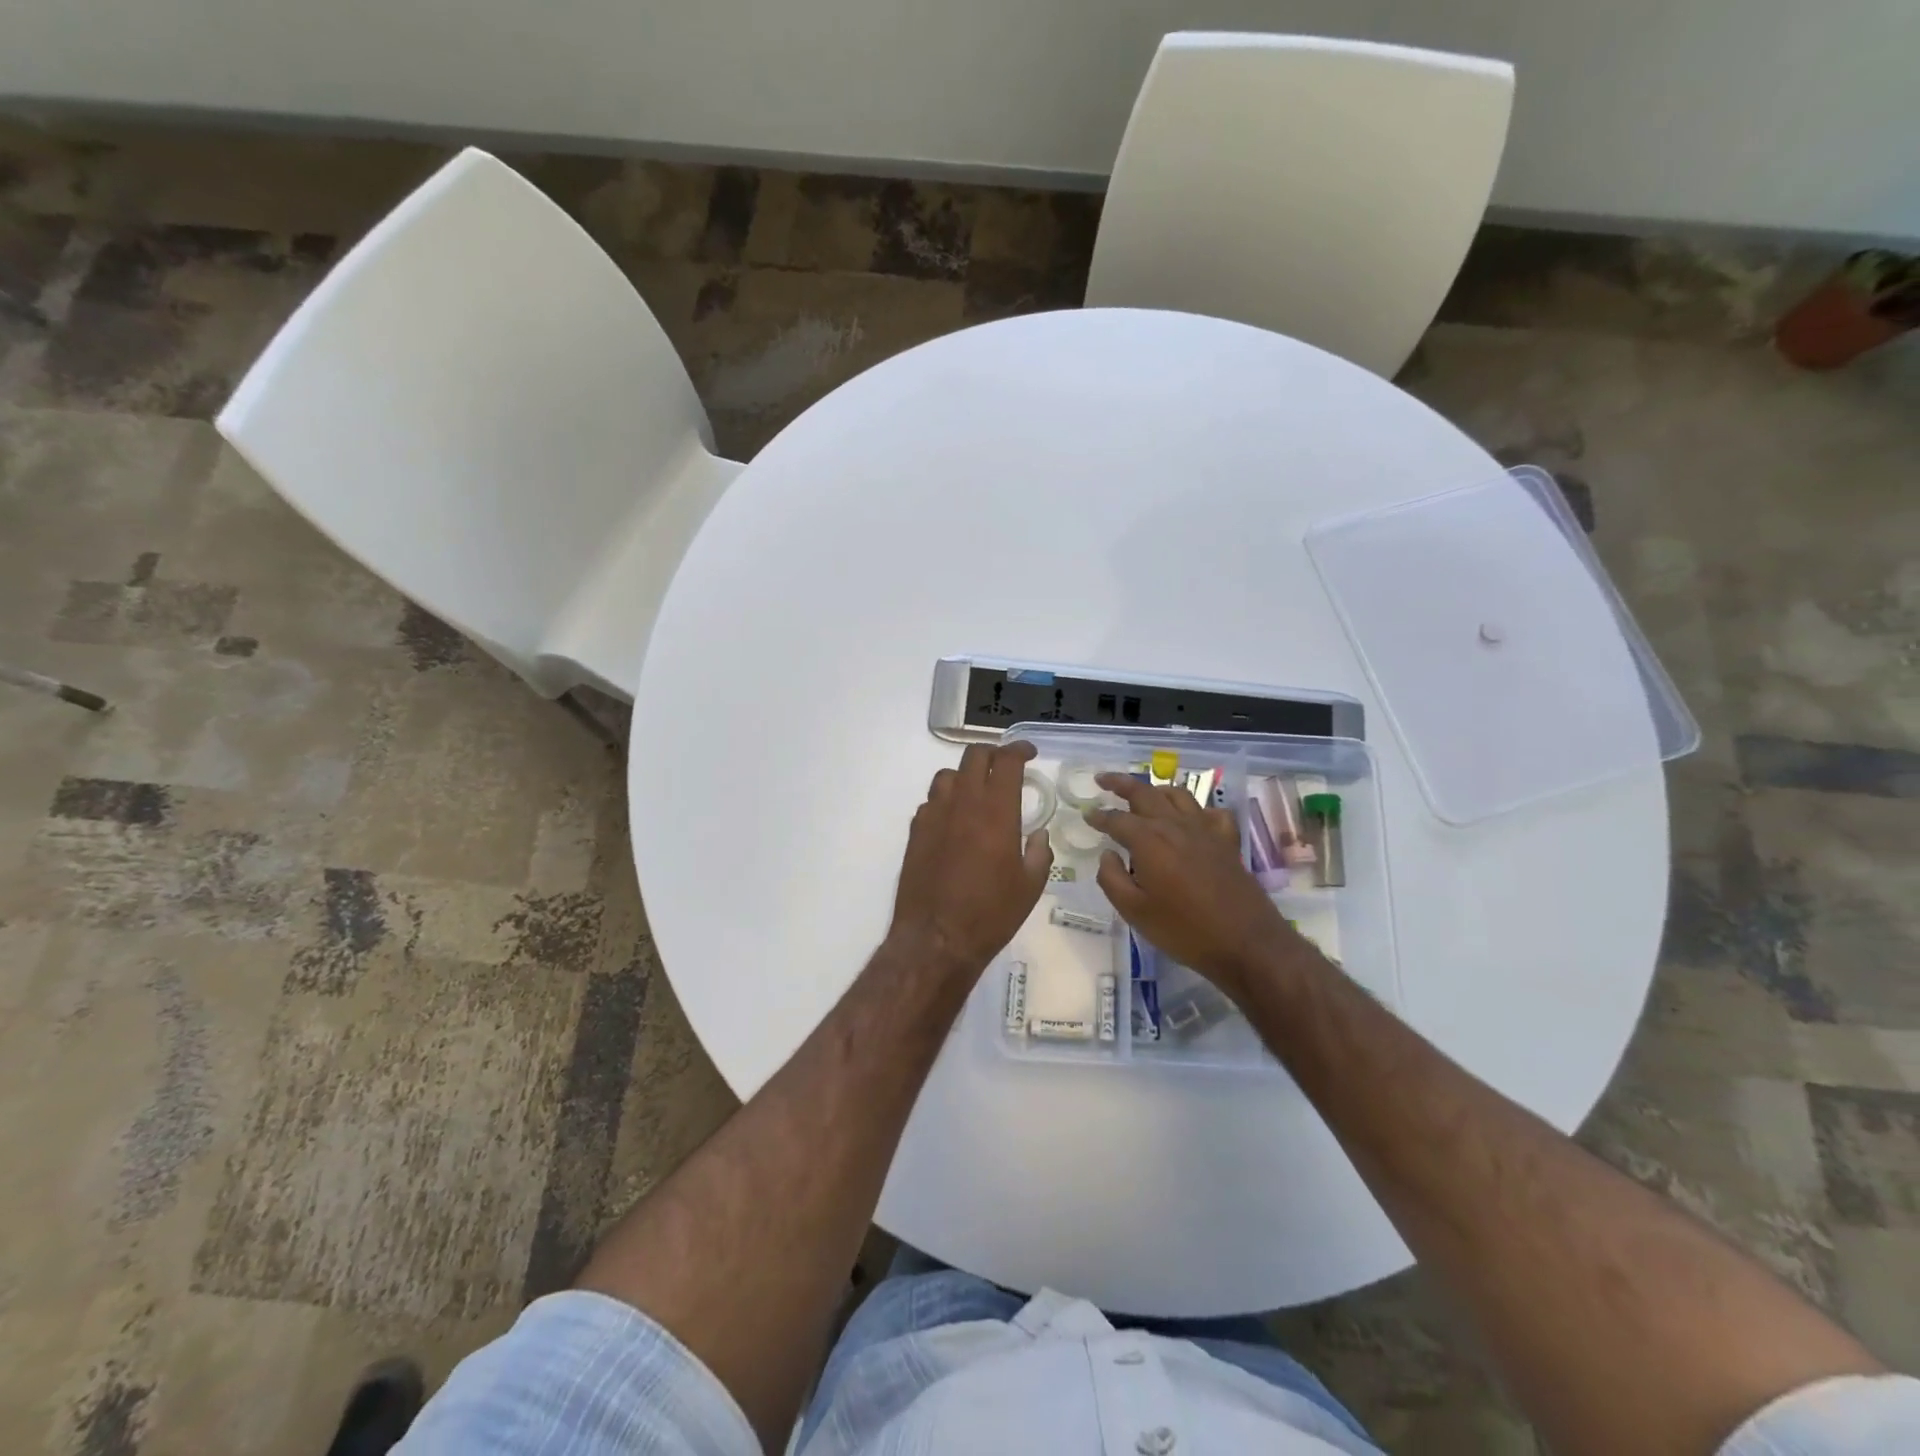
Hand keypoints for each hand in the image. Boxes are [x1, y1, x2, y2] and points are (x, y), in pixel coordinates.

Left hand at [890, 741, 1052, 977]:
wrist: (936, 939)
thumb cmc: (991, 914)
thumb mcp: (1030, 886)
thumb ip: (1039, 853)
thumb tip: (1038, 834)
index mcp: (996, 811)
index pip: (1007, 762)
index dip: (1020, 750)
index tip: (1029, 753)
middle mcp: (963, 804)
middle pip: (974, 757)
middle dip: (993, 754)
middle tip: (1005, 766)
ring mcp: (934, 815)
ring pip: (948, 776)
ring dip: (966, 776)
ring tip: (978, 792)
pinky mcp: (915, 832)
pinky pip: (931, 802)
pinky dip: (946, 801)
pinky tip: (954, 821)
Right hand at [1086, 775, 1311, 999]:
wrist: (1245, 943)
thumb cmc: (1183, 930)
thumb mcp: (1134, 911)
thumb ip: (1112, 879)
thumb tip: (1107, 855)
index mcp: (1148, 840)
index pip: (1117, 819)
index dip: (1099, 816)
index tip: (1087, 814)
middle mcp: (1175, 826)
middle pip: (1145, 794)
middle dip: (1121, 783)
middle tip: (1104, 779)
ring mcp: (1205, 831)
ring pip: (1178, 796)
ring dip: (1156, 790)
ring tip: (1144, 793)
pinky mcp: (1227, 842)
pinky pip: (1211, 813)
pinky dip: (1198, 810)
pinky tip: (1192, 819)